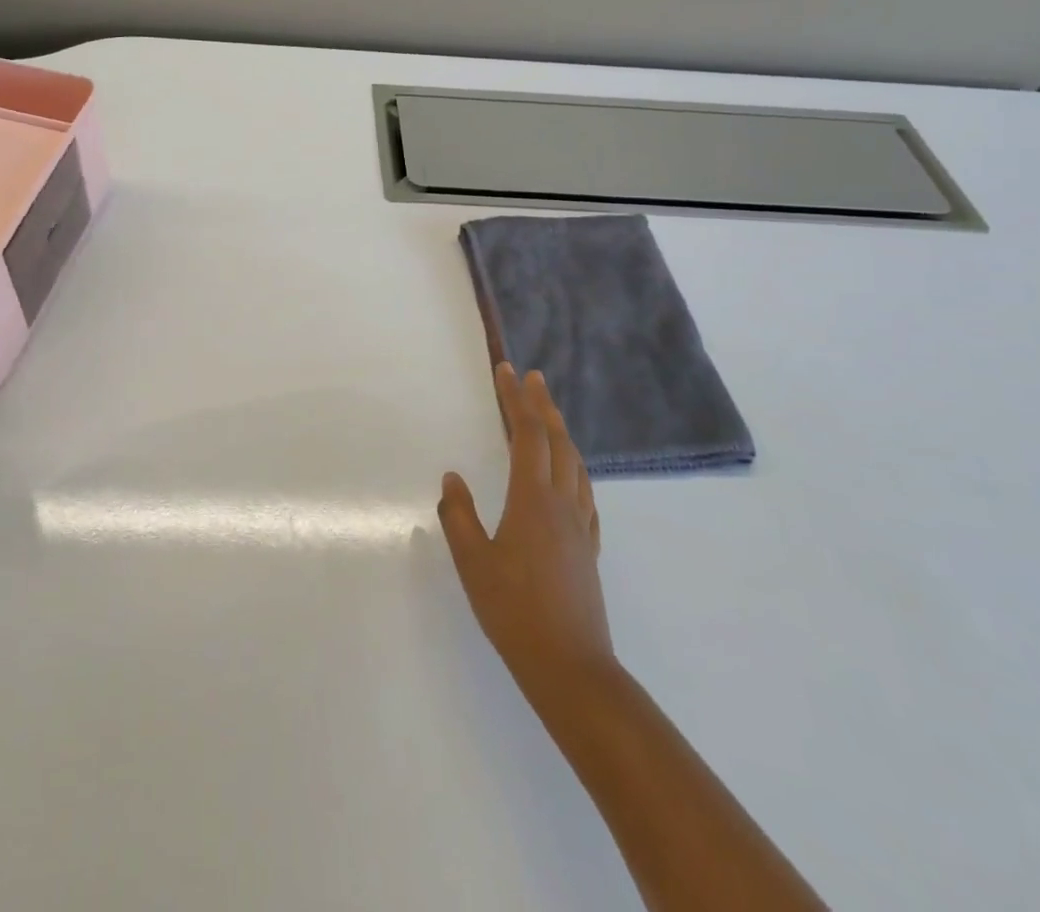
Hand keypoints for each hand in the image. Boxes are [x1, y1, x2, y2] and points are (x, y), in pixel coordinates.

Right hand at [439, 364, 614, 686]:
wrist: (570, 667)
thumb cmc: (514, 611)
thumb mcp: (473, 563)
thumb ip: (458, 516)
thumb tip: (452, 479)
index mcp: (533, 500)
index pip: (527, 436)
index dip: (517, 400)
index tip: (508, 372)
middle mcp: (562, 504)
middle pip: (558, 441)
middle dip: (543, 405)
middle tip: (532, 377)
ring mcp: (581, 526)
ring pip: (576, 464)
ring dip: (562, 432)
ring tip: (550, 416)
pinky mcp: (588, 548)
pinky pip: (584, 491)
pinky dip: (574, 467)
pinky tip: (570, 476)